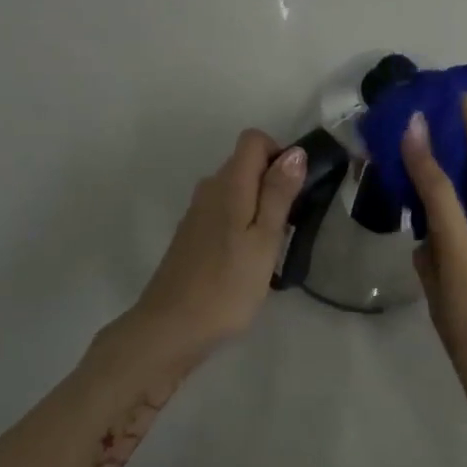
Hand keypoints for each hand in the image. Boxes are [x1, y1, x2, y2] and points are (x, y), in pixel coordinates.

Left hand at [127, 130, 306, 370]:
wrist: (171, 327)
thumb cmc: (228, 285)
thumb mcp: (265, 240)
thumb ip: (278, 194)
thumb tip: (294, 152)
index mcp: (229, 184)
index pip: (253, 139)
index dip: (279, 154)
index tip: (294, 191)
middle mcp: (209, 188)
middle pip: (245, 163)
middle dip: (272, 182)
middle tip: (288, 225)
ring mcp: (197, 212)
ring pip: (235, 189)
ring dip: (258, 205)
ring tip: (271, 247)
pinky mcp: (191, 234)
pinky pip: (224, 210)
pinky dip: (241, 222)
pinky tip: (246, 259)